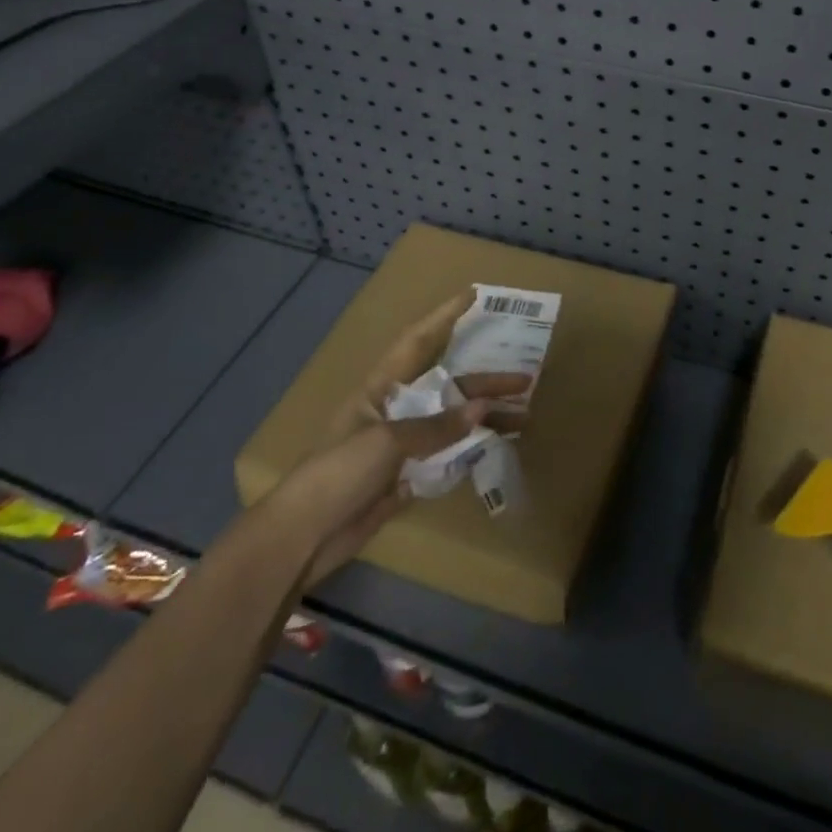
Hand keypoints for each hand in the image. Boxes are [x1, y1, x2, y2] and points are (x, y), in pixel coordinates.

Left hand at [272, 294, 528, 589]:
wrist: (304, 535)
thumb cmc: (338, 472)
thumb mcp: (386, 441)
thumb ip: (436, 426)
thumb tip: (483, 409)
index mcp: (382, 388)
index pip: (418, 341)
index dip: (444, 316)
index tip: (473, 295)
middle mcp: (396, 409)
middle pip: (448, 386)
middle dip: (486, 381)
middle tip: (526, 378)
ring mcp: (403, 444)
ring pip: (453, 421)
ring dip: (486, 418)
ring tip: (524, 417)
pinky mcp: (408, 476)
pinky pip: (448, 455)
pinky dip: (472, 449)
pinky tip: (498, 446)